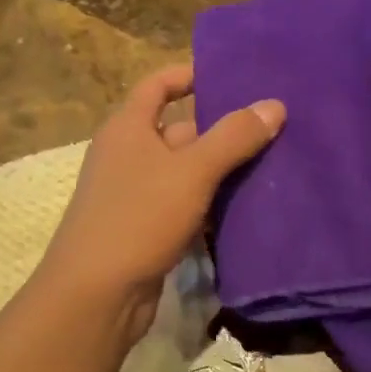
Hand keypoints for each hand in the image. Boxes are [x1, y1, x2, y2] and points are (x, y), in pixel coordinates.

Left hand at [36, 64, 284, 350]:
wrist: (96, 296)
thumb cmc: (138, 217)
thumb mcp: (192, 171)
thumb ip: (233, 137)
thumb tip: (274, 104)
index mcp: (128, 128)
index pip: (157, 85)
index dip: (189, 75)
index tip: (230, 76)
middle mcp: (127, 154)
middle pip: (179, 130)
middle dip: (220, 130)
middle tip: (270, 126)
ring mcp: (134, 194)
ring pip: (184, 171)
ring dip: (220, 170)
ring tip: (271, 164)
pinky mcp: (144, 228)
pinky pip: (183, 205)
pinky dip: (209, 204)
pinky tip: (245, 208)